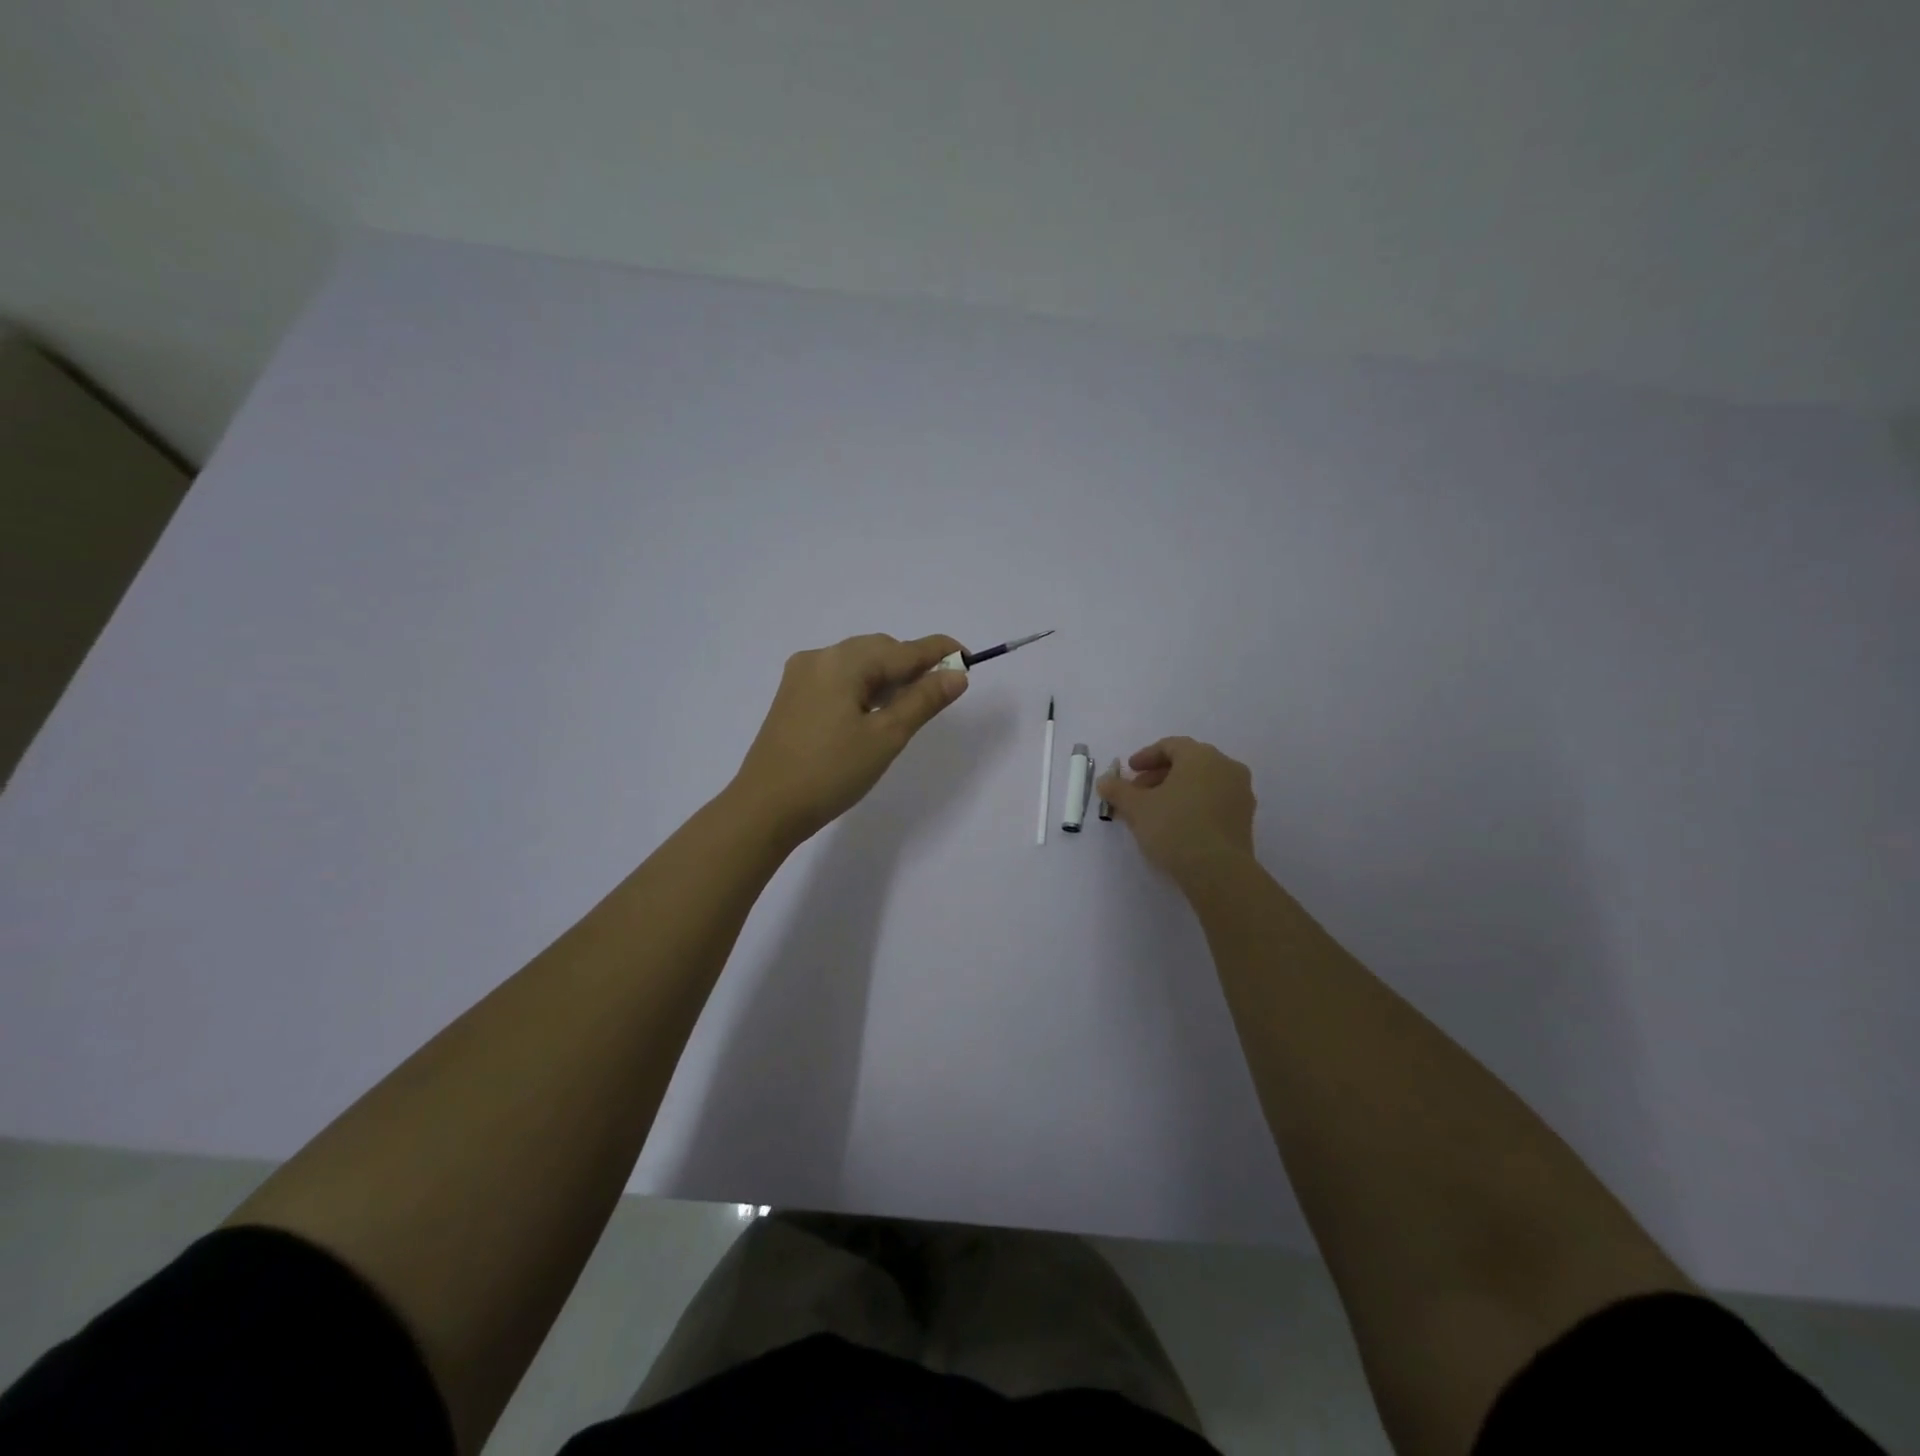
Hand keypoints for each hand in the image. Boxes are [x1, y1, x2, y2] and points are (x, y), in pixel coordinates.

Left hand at [732, 633, 969, 844]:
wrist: (765, 808)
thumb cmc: (831, 772)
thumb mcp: (886, 737)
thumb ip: (923, 700)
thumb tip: (957, 674)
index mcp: (843, 662)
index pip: (903, 649)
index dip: (939, 652)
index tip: (970, 659)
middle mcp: (819, 657)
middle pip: (879, 650)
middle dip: (912, 665)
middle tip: (940, 693)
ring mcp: (801, 676)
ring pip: (858, 664)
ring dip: (887, 677)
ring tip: (908, 707)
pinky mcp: (792, 697)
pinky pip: (838, 679)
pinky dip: (863, 688)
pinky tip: (872, 713)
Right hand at [1097, 737, 1256, 887]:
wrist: (1218, 871)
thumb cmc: (1174, 827)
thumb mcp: (1136, 808)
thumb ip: (1118, 790)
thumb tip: (1104, 781)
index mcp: (1201, 756)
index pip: (1171, 745)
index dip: (1146, 756)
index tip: (1129, 771)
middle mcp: (1226, 767)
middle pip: (1188, 763)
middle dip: (1159, 775)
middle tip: (1138, 792)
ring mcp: (1240, 793)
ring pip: (1203, 782)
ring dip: (1176, 790)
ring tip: (1154, 811)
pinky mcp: (1245, 818)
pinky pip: (1215, 800)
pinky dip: (1194, 804)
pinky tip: (1177, 824)